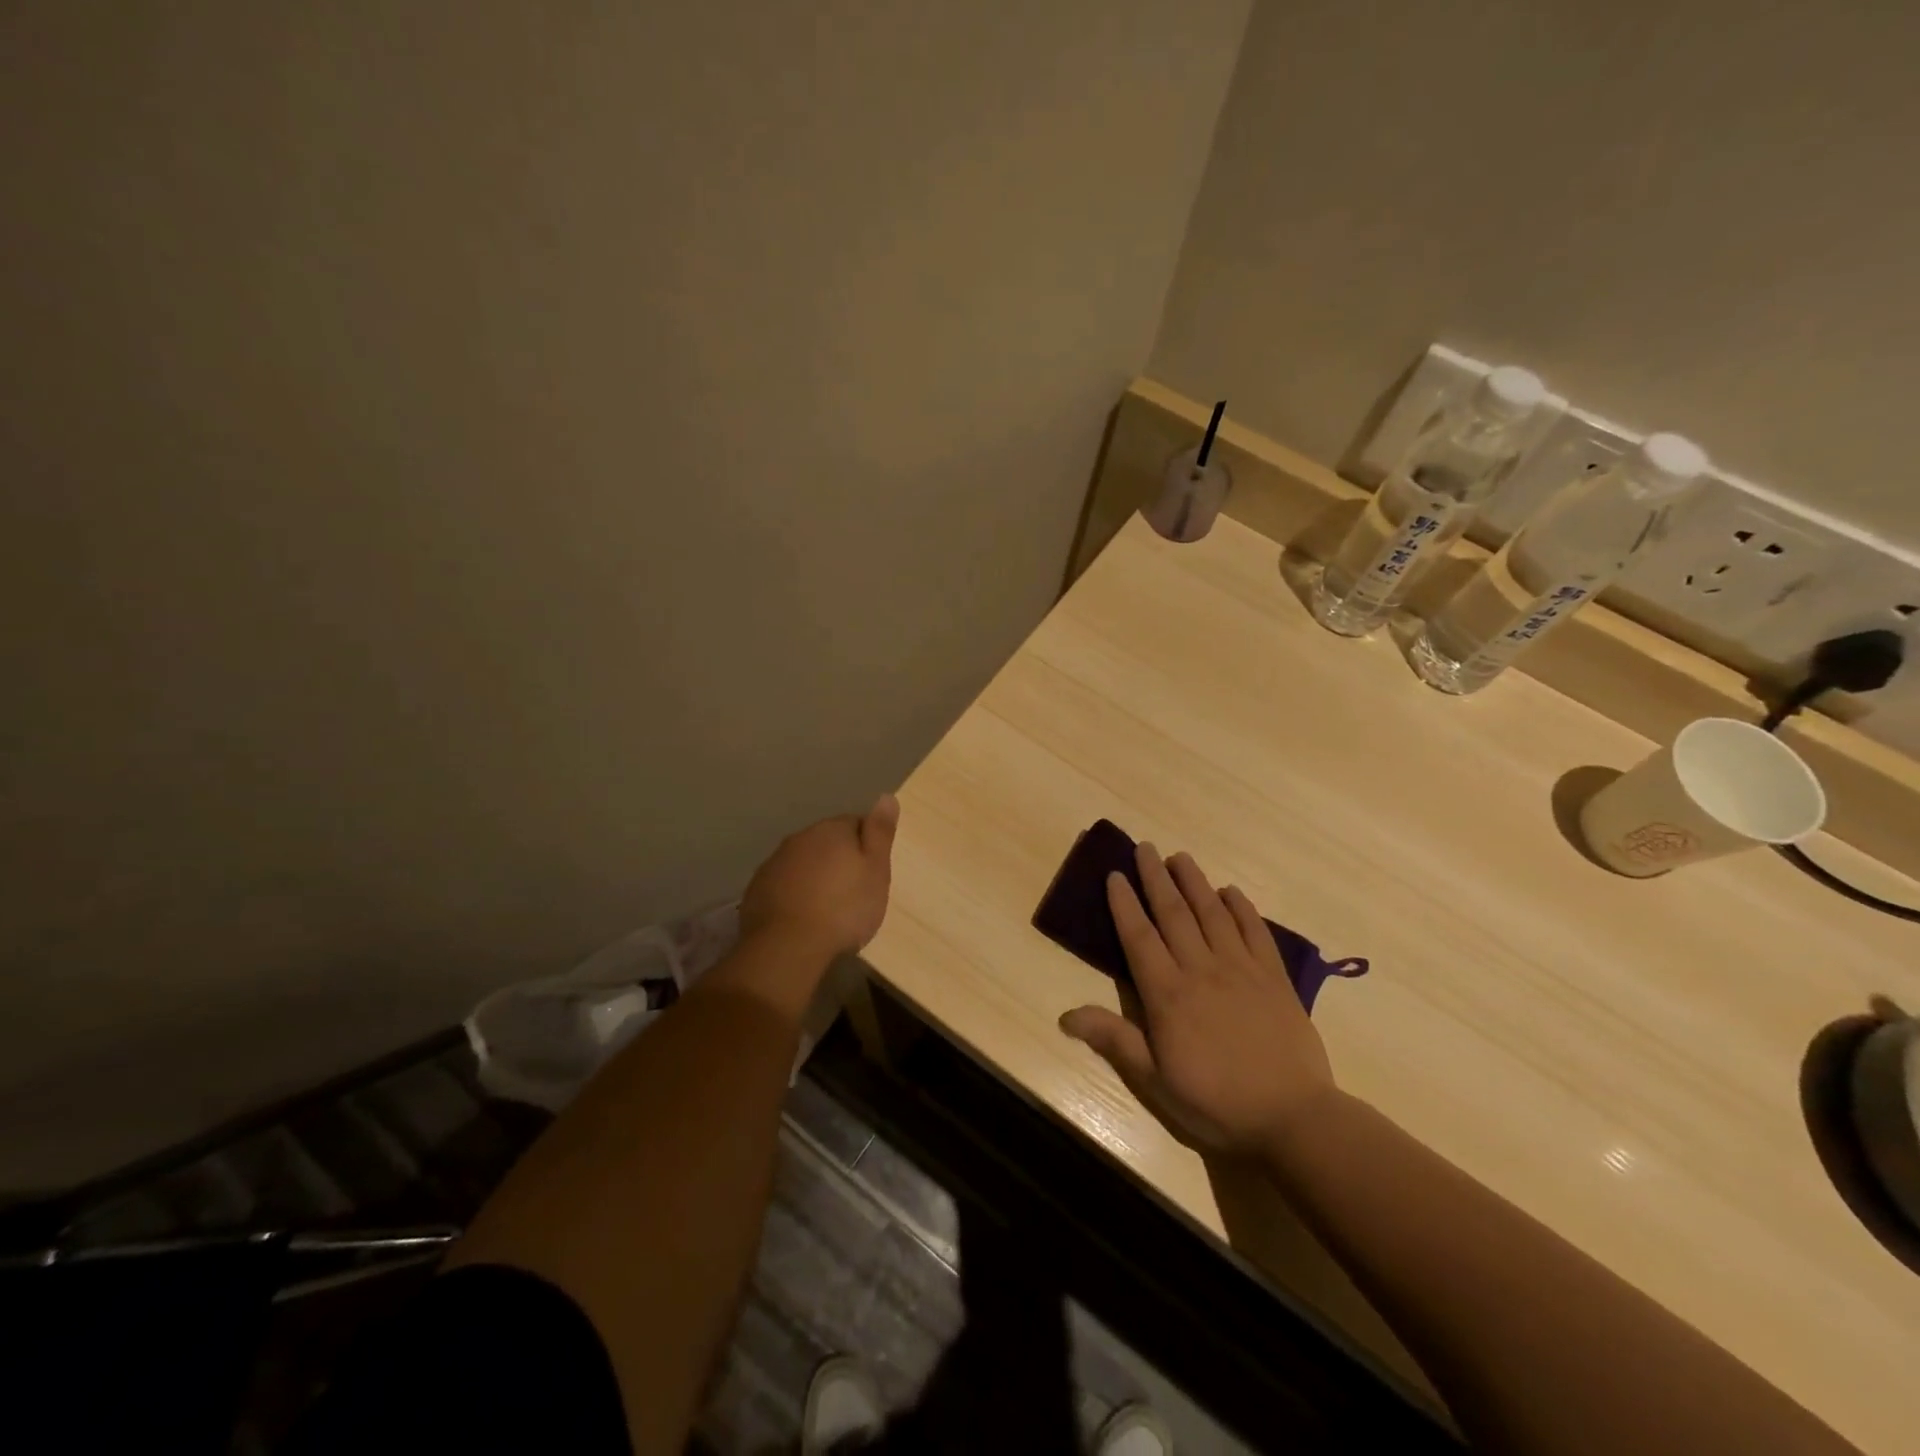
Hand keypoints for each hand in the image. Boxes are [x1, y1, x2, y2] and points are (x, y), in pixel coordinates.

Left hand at [741, 794, 898, 955]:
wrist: (787, 946)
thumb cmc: (843, 908)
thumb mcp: (876, 870)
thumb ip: (880, 832)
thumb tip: (886, 796)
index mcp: (832, 830)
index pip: (855, 823)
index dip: (867, 846)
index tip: (873, 871)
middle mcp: (801, 838)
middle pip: (827, 842)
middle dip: (840, 859)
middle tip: (854, 891)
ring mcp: (775, 862)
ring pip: (803, 862)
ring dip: (815, 876)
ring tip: (828, 907)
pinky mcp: (757, 888)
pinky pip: (784, 883)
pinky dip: (794, 893)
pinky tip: (802, 916)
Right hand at [1059, 843, 1335, 1156]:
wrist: (1294, 1118)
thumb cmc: (1216, 1102)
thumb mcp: (1156, 1081)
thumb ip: (1114, 1040)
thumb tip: (1065, 1015)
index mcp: (1168, 994)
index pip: (1139, 937)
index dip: (1125, 904)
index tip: (1115, 875)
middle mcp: (1201, 970)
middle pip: (1173, 914)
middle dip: (1156, 878)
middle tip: (1145, 848)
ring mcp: (1241, 969)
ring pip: (1212, 913)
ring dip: (1194, 882)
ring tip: (1180, 856)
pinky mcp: (1274, 977)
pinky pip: (1255, 931)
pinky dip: (1241, 907)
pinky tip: (1231, 891)